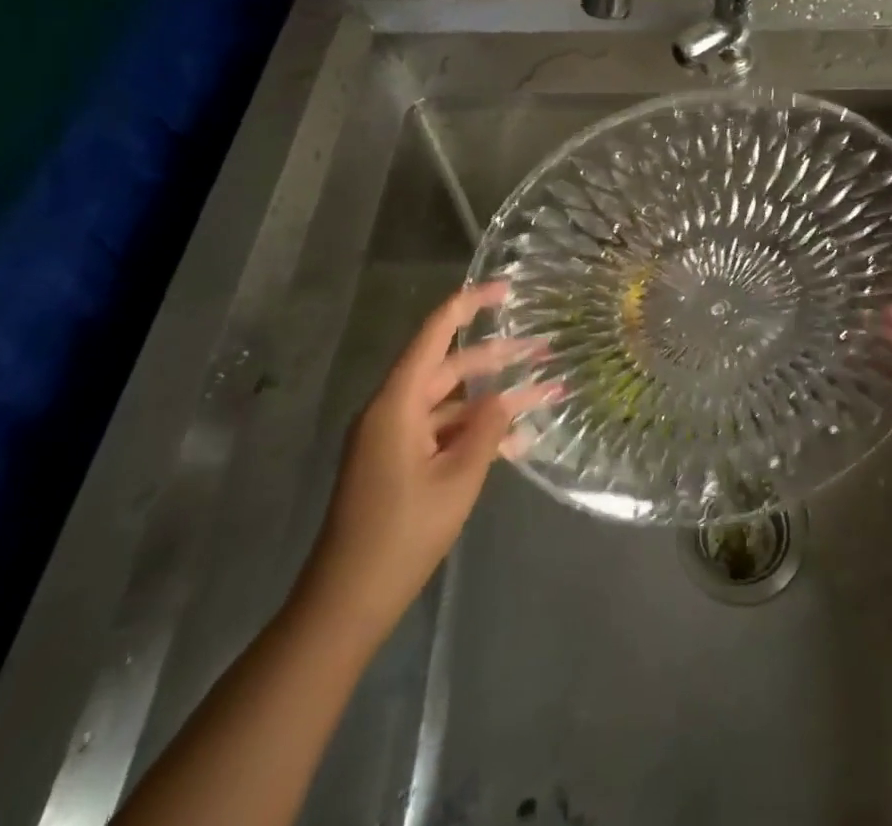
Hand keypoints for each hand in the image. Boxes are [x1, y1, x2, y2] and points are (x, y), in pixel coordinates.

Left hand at [292, 282, 558, 642]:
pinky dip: (476, 431)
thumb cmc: (402, 535)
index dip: (469, 303)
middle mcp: (392, 410)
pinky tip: (519, 441)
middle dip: (499, 356)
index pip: (435, 333)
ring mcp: (394, 438)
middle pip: (450, 366)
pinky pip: (443, 431)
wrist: (347, 604)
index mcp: (397, 403)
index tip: (507, 288)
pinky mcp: (399, 462)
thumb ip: (487, 428)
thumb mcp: (458, 478)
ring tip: (545, 392)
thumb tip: (507, 396)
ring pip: (452, 401)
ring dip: (494, 398)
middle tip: (545, 349)